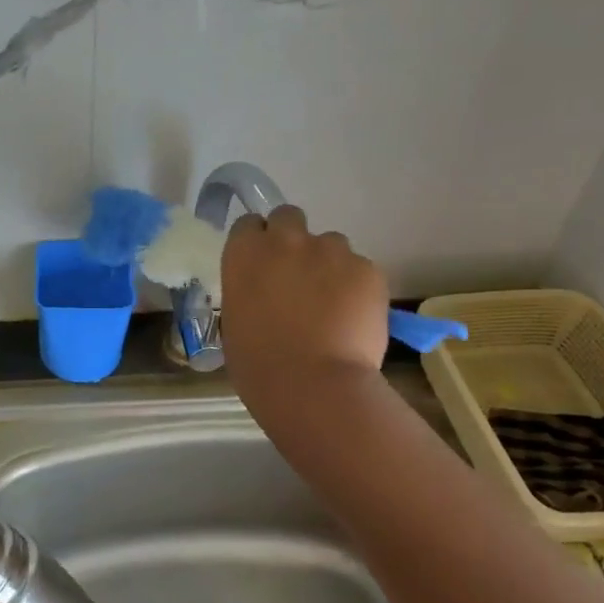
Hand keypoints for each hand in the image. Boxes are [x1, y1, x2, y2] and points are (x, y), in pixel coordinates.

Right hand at [221, 204, 390, 412]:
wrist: (314, 385)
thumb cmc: (258, 364)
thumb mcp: (235, 321)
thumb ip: (249, 292)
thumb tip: (265, 294)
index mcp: (245, 253)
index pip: (248, 224)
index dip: (256, 242)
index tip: (261, 264)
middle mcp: (286, 240)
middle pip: (289, 217)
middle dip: (292, 239)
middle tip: (296, 274)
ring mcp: (331, 250)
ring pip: (330, 243)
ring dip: (327, 263)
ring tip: (331, 303)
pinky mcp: (368, 269)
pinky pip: (360, 269)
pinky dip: (357, 287)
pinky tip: (354, 318)